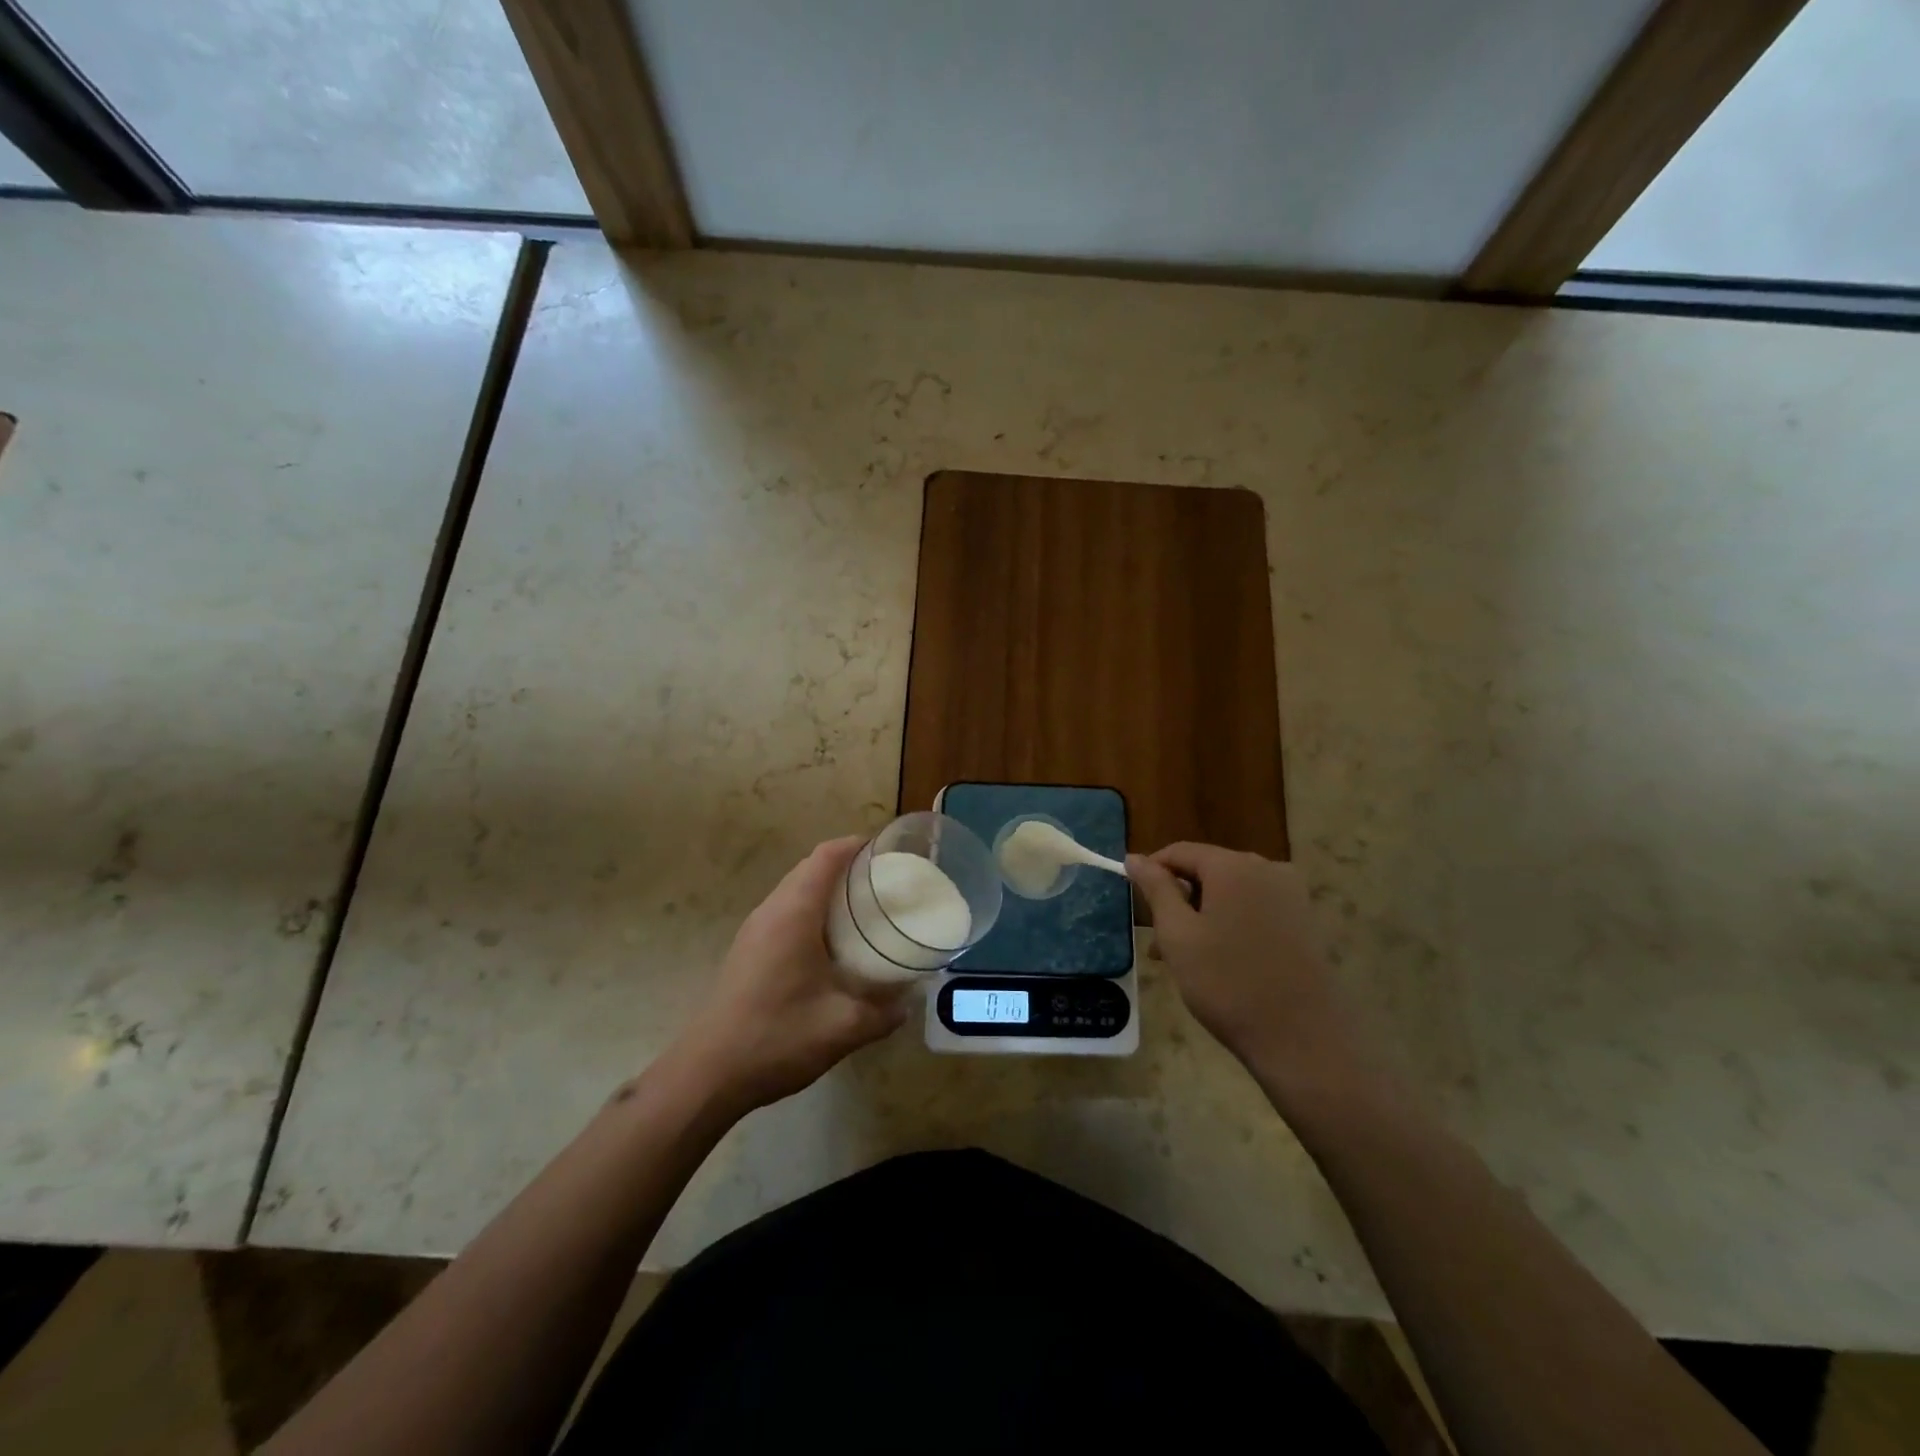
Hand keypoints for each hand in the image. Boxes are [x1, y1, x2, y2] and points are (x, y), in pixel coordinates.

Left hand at [676, 837, 908, 1115]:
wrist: (708, 1074)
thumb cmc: (777, 1037)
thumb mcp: (843, 1028)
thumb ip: (884, 1013)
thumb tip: (908, 1003)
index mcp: (794, 913)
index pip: (827, 856)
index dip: (858, 845)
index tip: (890, 851)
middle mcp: (771, 911)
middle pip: (811, 868)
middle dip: (849, 867)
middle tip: (888, 882)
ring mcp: (754, 931)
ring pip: (796, 891)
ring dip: (829, 890)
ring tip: (867, 908)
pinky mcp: (748, 951)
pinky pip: (786, 913)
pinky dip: (813, 911)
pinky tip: (835, 944)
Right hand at [1128, 843, 1380, 1098]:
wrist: (1302, 1040)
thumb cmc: (1228, 984)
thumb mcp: (1178, 935)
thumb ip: (1156, 889)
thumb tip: (1135, 857)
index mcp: (1234, 866)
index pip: (1180, 852)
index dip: (1152, 872)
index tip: (1136, 904)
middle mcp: (1268, 868)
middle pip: (1207, 870)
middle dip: (1179, 899)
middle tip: (1159, 943)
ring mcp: (1292, 895)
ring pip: (1231, 892)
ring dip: (1203, 915)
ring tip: (1186, 959)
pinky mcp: (1306, 921)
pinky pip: (1255, 908)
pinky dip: (1231, 924)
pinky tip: (1223, 961)